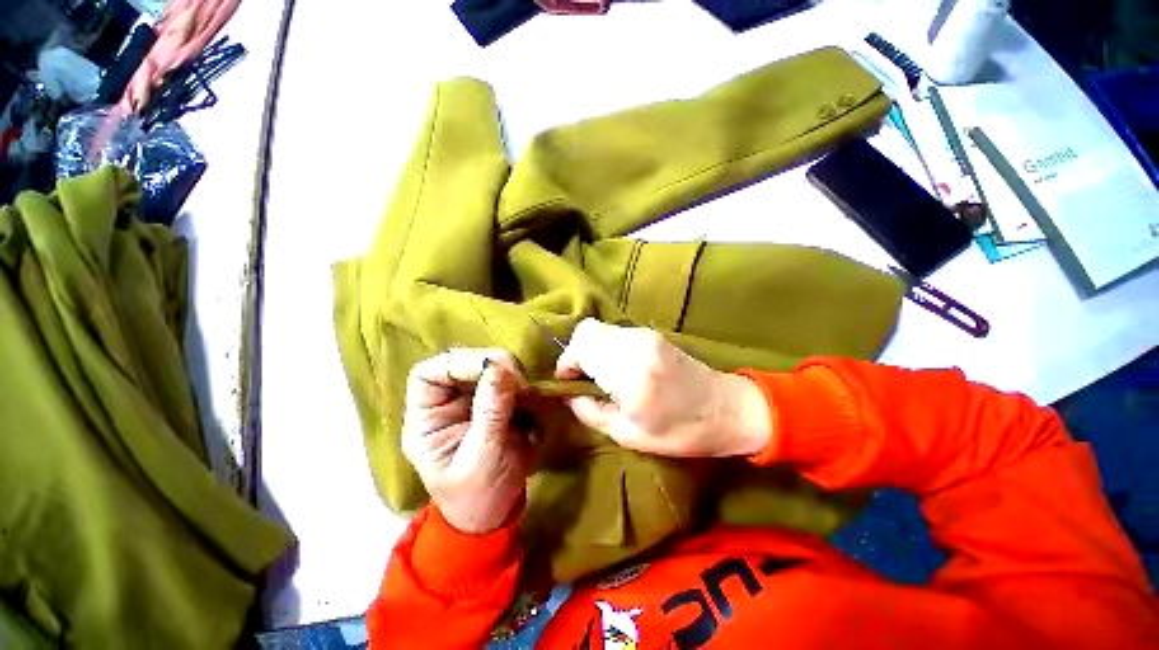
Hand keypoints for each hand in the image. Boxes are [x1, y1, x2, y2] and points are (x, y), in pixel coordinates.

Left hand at [402, 349, 531, 533]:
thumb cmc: (477, 495)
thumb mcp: (482, 457)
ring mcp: (472, 400)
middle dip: (491, 364)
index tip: (492, 369)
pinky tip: (531, 395)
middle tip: (519, 379)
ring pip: (487, 367)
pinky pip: (508, 380)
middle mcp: (447, 403)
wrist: (496, 512)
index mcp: (427, 420)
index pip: (429, 374)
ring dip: (510, 372)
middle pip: (462, 363)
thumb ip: (490, 412)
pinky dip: (521, 383)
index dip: (457, 363)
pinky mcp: (496, 402)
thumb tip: (500, 369)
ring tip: (527, 389)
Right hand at [555, 319, 771, 458]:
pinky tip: (617, 368)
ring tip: (600, 376)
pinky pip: (616, 333)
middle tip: (582, 378)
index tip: (569, 382)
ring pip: (601, 329)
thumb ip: (590, 411)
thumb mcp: (627, 434)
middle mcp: (636, 345)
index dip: (567, 361)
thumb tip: (570, 393)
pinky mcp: (653, 334)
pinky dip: (607, 346)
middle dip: (576, 353)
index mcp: (630, 374)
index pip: (582, 345)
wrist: (727, 409)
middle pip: (587, 330)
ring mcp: (646, 335)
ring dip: (592, 349)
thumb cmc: (680, 432)